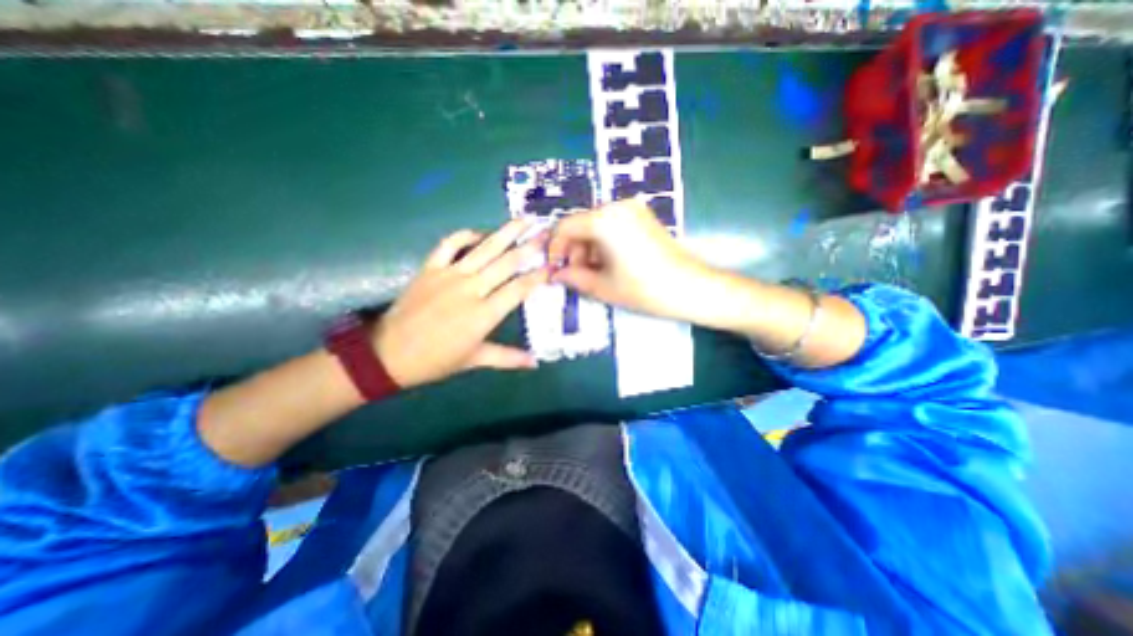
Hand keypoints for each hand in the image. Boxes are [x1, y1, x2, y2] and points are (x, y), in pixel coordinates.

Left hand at [372, 220, 548, 389]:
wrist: (389, 354)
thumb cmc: (436, 360)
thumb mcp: (475, 360)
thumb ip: (508, 358)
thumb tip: (535, 362)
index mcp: (484, 314)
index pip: (519, 288)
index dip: (539, 275)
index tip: (553, 264)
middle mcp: (471, 289)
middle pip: (507, 262)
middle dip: (530, 246)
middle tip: (547, 232)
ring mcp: (449, 275)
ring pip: (485, 248)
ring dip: (507, 232)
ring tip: (524, 219)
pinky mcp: (430, 268)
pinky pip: (451, 244)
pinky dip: (467, 235)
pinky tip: (481, 233)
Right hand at [546, 198, 704, 322]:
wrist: (691, 288)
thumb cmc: (644, 289)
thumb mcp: (602, 287)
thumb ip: (573, 277)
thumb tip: (555, 274)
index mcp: (604, 219)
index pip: (565, 226)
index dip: (554, 248)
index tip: (553, 268)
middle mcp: (617, 206)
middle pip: (581, 224)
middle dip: (573, 250)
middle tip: (575, 275)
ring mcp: (633, 209)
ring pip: (596, 225)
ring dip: (587, 248)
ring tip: (593, 273)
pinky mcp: (643, 216)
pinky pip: (612, 225)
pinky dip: (603, 243)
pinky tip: (609, 263)